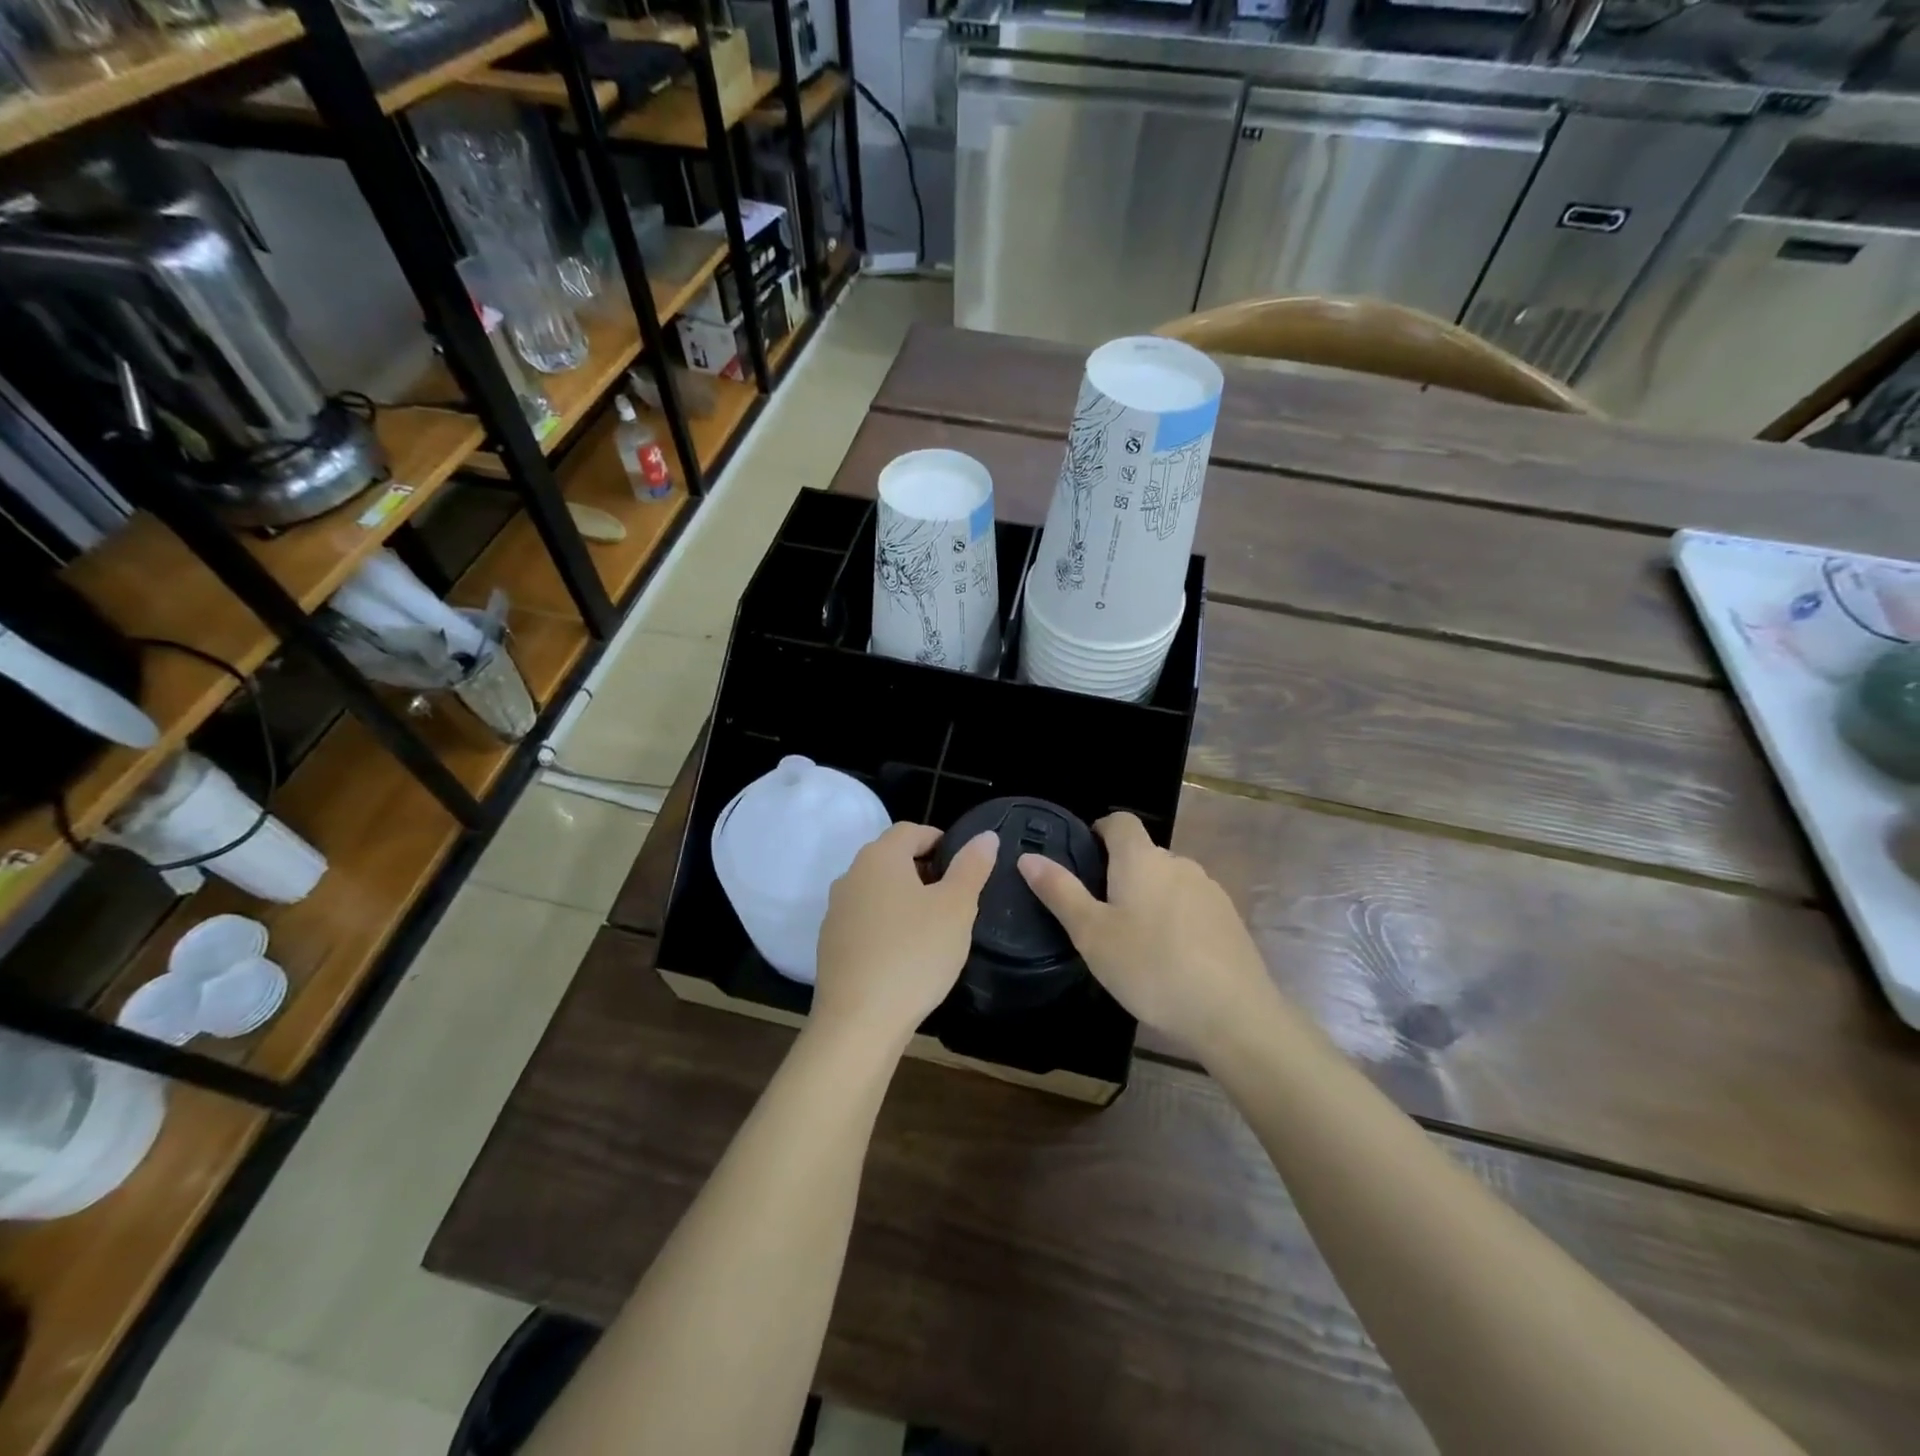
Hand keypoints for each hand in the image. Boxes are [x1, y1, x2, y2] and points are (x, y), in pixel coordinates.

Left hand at [812, 822, 997, 1048]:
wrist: (858, 1022)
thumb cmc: (915, 954)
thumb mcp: (956, 908)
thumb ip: (971, 867)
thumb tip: (985, 836)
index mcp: (880, 858)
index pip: (911, 830)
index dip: (940, 840)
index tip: (964, 866)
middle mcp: (851, 875)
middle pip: (891, 858)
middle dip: (924, 869)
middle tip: (954, 898)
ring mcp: (835, 910)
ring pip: (877, 890)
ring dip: (904, 898)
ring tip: (933, 927)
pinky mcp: (830, 943)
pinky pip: (865, 920)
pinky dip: (886, 925)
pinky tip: (905, 954)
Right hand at [1017, 812, 1278, 1057]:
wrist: (1232, 1014)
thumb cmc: (1150, 968)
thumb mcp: (1091, 934)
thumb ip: (1060, 892)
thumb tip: (1028, 856)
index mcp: (1141, 859)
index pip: (1120, 822)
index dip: (1099, 831)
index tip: (1083, 858)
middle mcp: (1178, 863)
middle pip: (1143, 854)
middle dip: (1120, 873)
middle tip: (1098, 914)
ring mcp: (1209, 890)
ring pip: (1168, 881)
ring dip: (1149, 898)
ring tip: (1133, 941)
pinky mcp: (1229, 919)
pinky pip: (1192, 906)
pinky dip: (1175, 919)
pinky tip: (1170, 957)